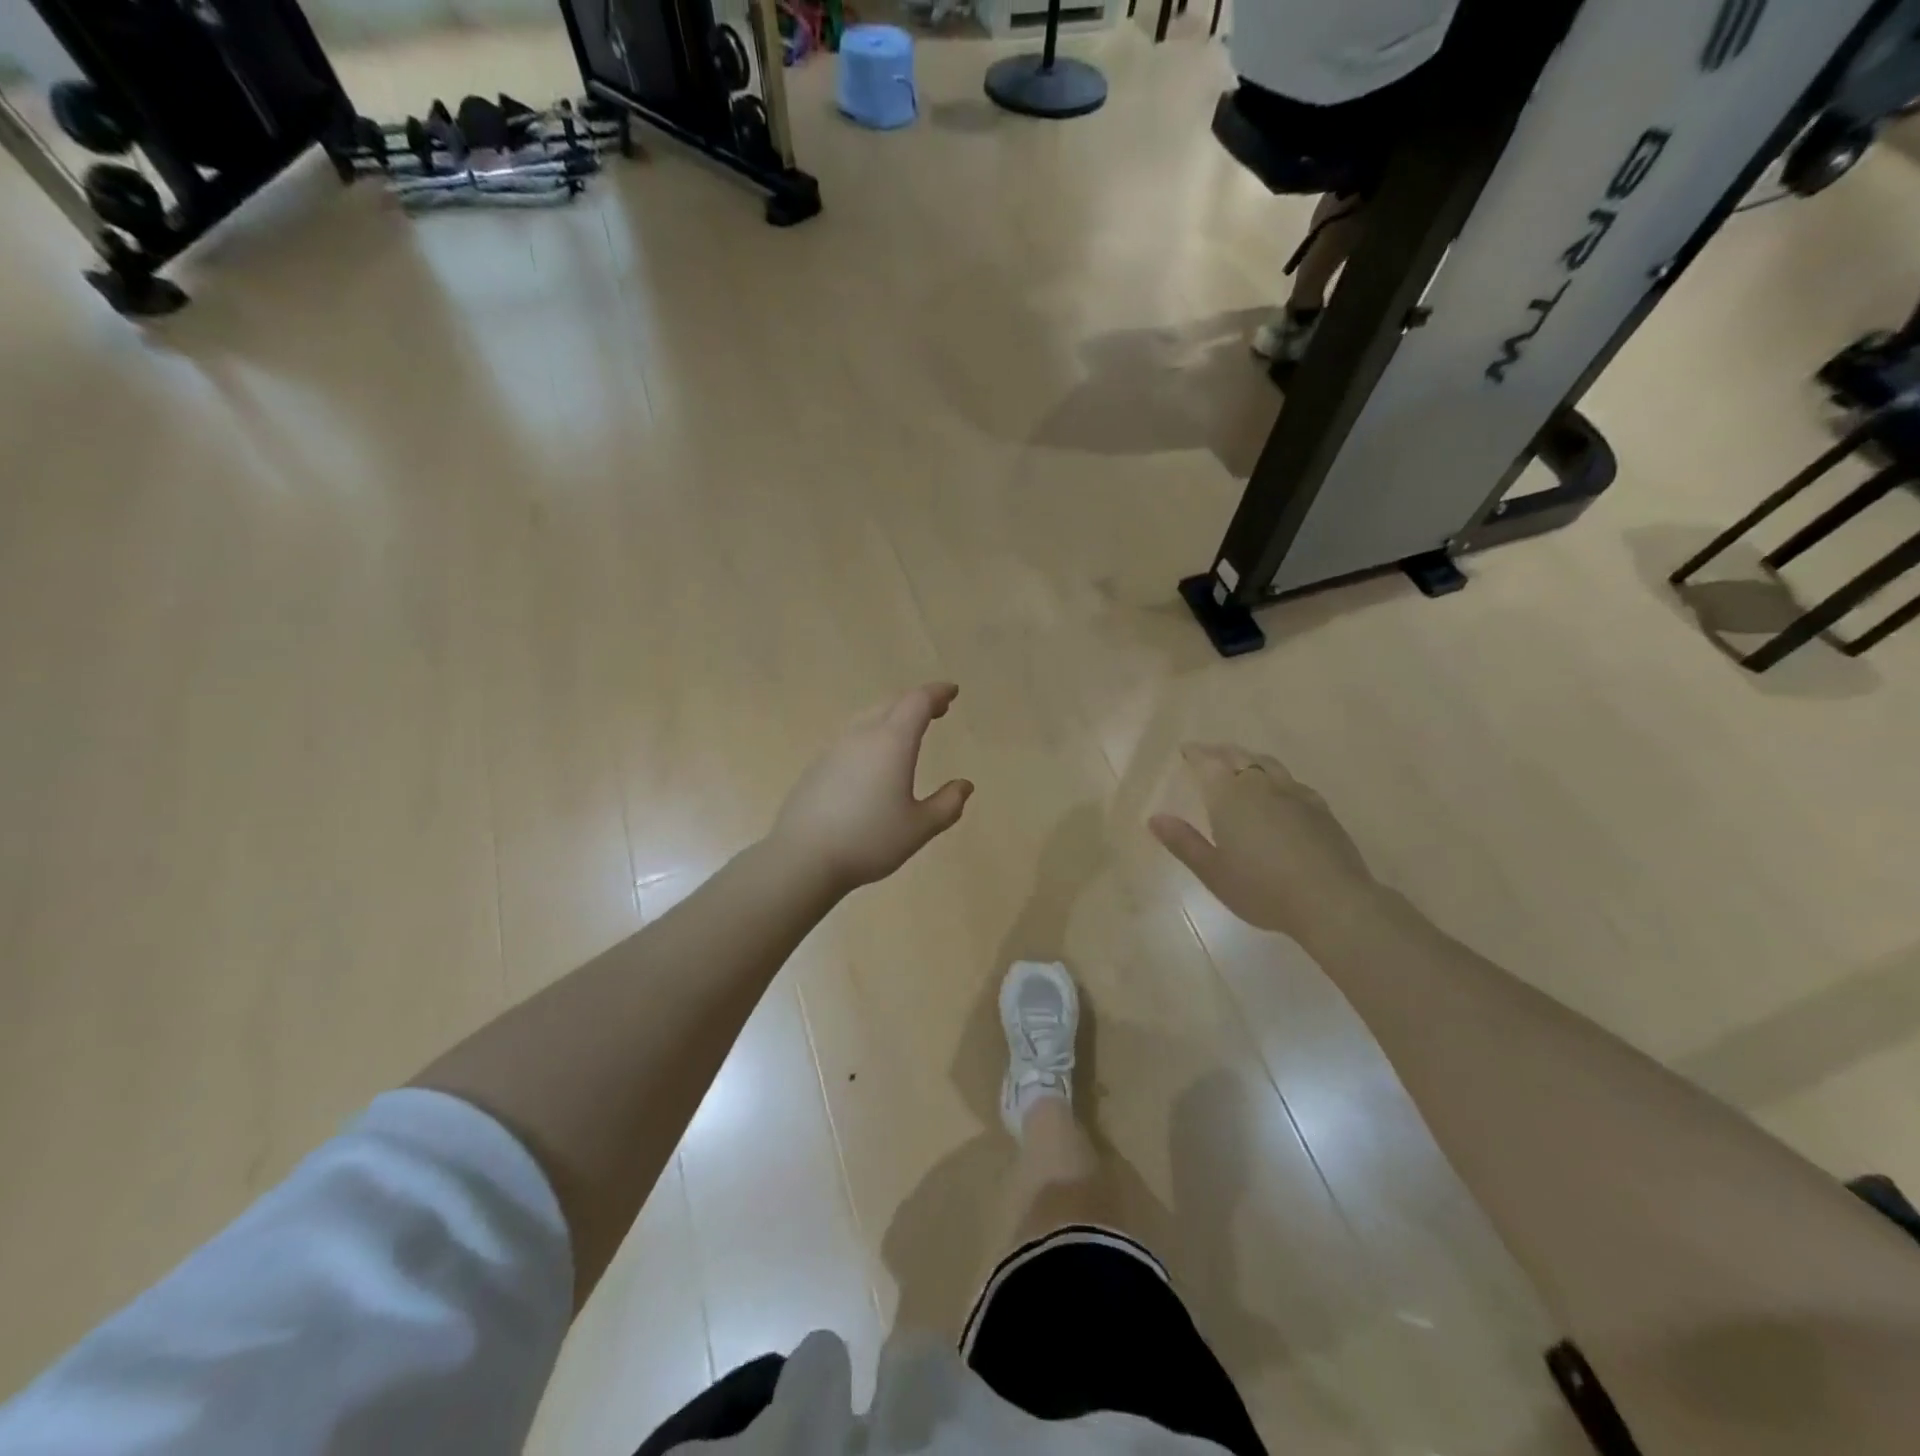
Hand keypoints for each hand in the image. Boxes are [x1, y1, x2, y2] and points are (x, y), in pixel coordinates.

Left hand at [769, 684, 973, 896]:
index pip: (918, 702)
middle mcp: (862, 736)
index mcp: (892, 742)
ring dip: (892, 716)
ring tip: (906, 731)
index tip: (951, 691)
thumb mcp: (919, 828)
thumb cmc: (869, 840)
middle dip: (917, 702)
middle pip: (892, 704)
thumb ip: (947, 805)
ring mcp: (835, 748)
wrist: (802, 857)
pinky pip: (851, 737)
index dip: (937, 693)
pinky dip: (871, 734)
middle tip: (936, 709)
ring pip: (868, 717)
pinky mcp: (818, 765)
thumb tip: (964, 786)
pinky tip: (873, 759)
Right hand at [1151, 743, 1379, 940]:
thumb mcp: (1213, 872)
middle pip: (1238, 757)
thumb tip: (1155, 818)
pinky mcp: (1320, 808)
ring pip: (1268, 764)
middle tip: (1208, 754)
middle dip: (1220, 752)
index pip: (1208, 763)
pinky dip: (1277, 778)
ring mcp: (1294, 794)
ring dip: (1249, 760)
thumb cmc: (1262, 889)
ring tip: (1241, 764)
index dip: (1196, 753)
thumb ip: (1184, 842)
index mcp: (1229, 796)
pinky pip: (1292, 782)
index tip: (1186, 750)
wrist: (1331, 901)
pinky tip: (1280, 792)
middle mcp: (1261, 785)